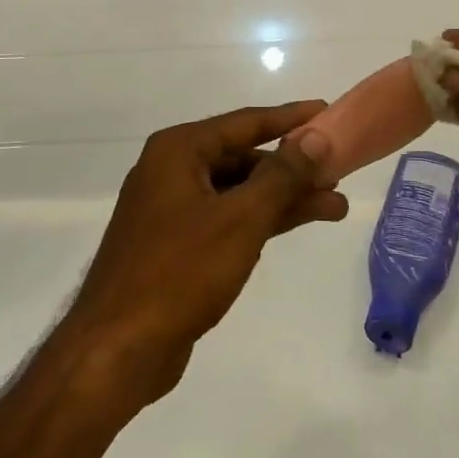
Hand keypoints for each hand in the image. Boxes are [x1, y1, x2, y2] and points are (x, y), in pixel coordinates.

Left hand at [64, 102, 348, 406]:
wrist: (119, 347)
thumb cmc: (179, 271)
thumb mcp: (240, 219)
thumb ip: (282, 176)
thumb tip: (316, 136)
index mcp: (178, 150)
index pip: (245, 122)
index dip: (289, 118)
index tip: (327, 111)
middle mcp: (172, 170)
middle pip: (243, 157)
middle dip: (292, 167)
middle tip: (339, 172)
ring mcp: (172, 209)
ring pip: (238, 191)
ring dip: (283, 197)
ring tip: (335, 206)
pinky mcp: (176, 244)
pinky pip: (227, 218)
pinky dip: (260, 220)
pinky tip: (295, 224)